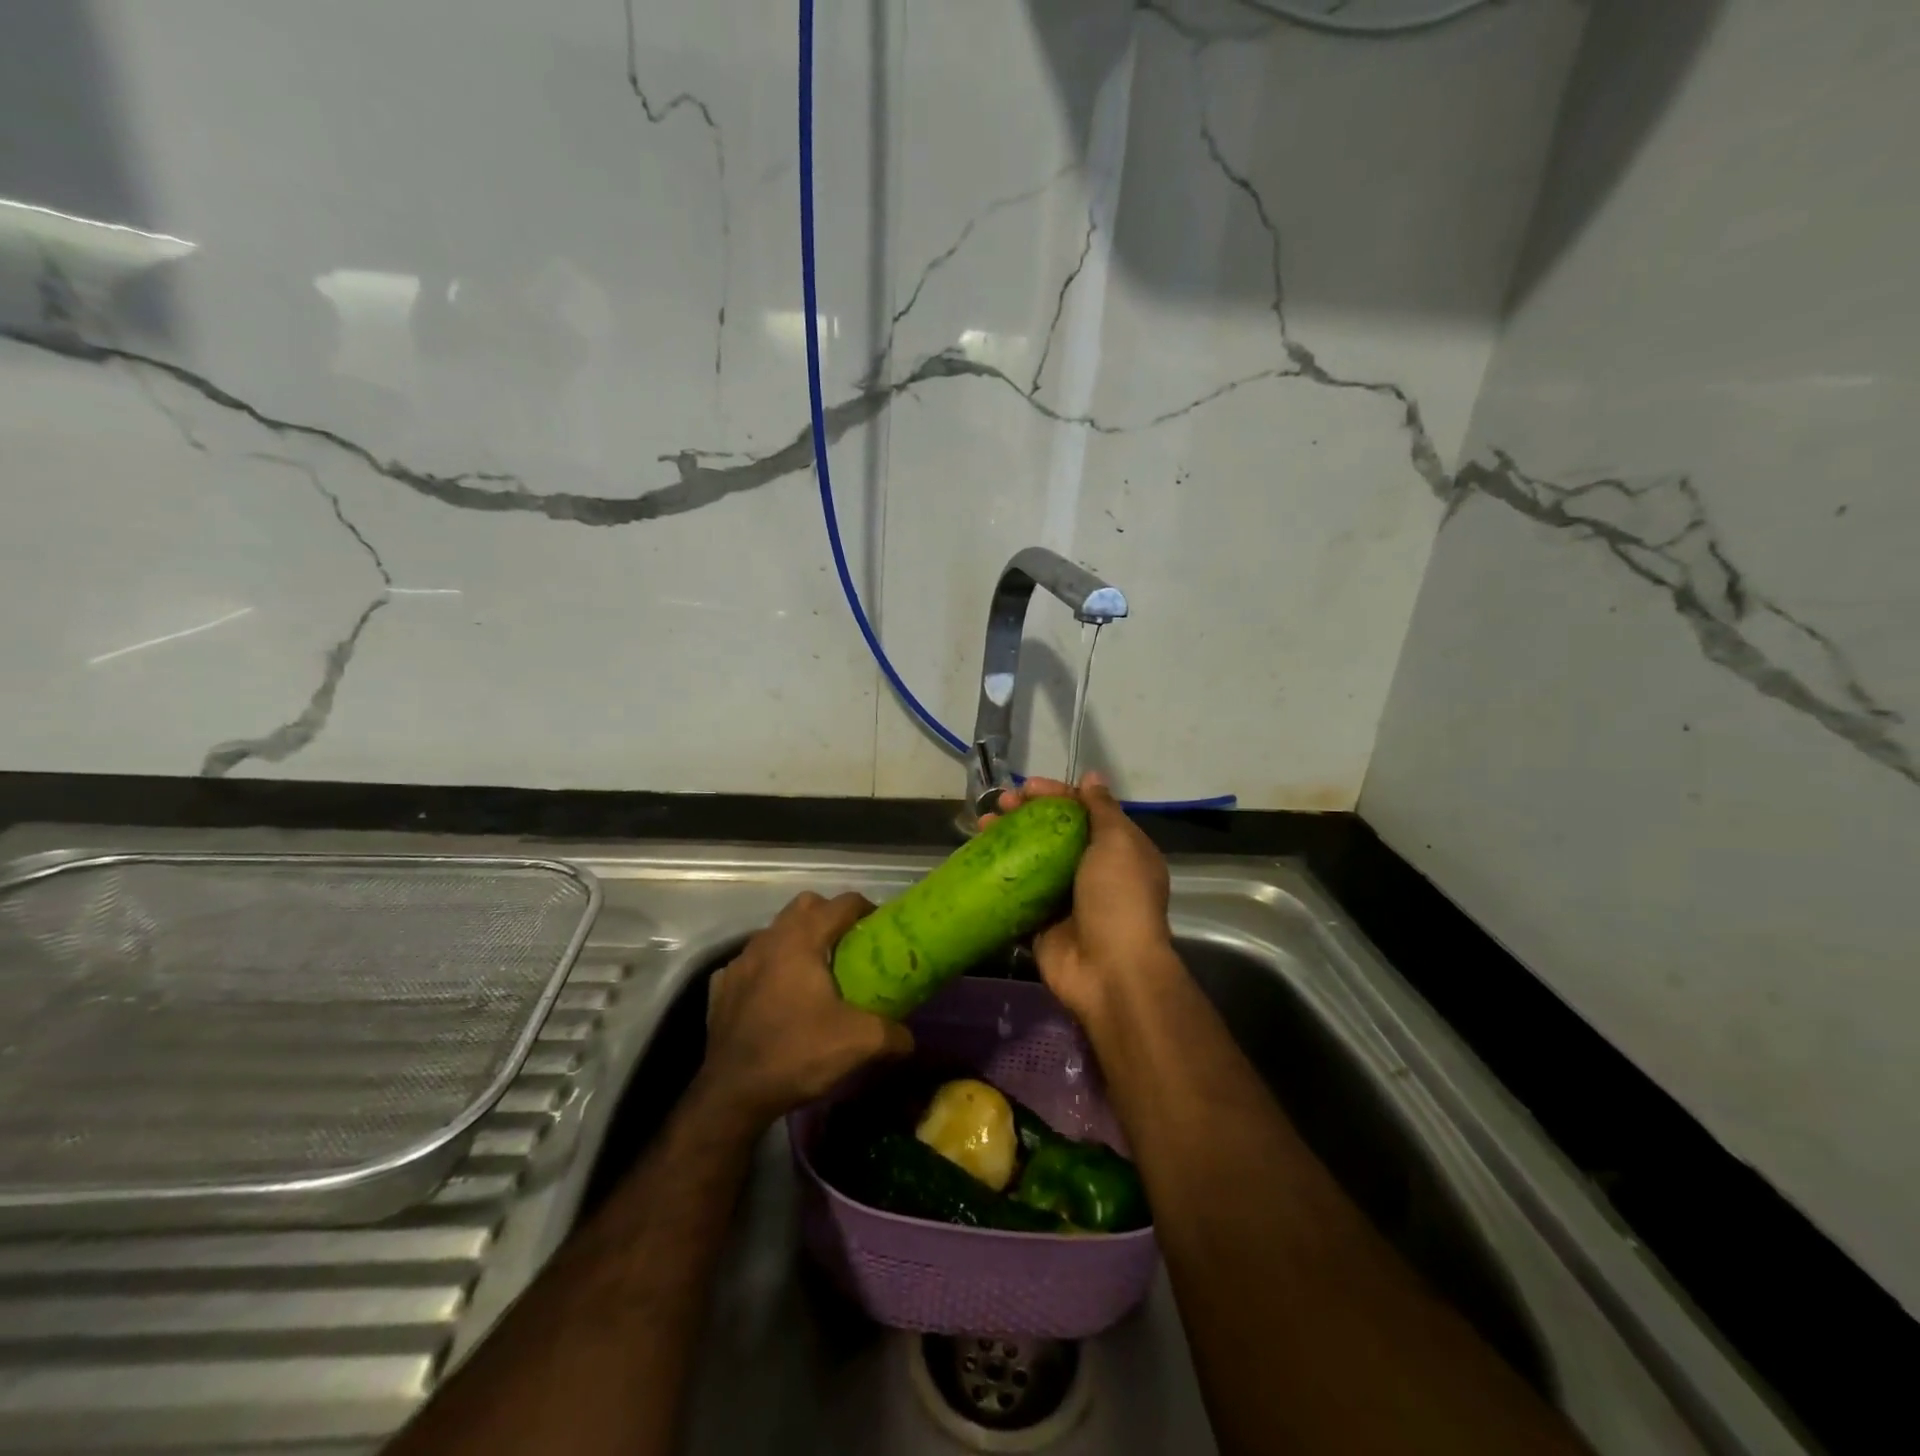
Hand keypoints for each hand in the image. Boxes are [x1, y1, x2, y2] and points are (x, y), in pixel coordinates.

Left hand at [696, 892, 913, 1127]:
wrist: (732, 1093)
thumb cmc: (797, 1053)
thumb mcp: (858, 1043)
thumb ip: (891, 1034)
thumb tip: (910, 1039)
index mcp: (802, 939)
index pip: (841, 904)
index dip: (865, 909)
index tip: (880, 927)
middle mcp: (769, 939)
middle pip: (805, 906)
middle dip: (828, 916)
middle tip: (848, 945)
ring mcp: (739, 962)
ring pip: (775, 932)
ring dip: (796, 940)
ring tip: (814, 971)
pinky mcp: (721, 987)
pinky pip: (750, 963)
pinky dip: (767, 969)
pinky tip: (776, 995)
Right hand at [984, 773, 1176, 1024]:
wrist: (1111, 971)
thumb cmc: (1118, 898)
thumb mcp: (1118, 843)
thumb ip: (1102, 809)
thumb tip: (1091, 778)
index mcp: (1120, 850)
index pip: (1084, 811)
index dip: (1055, 795)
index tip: (1026, 788)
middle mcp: (1094, 871)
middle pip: (1055, 832)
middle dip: (1026, 814)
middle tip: (1000, 805)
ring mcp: (1066, 899)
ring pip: (1032, 860)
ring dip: (1008, 840)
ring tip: (982, 825)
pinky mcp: (1042, 924)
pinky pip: (1018, 894)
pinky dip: (999, 877)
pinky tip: (978, 860)